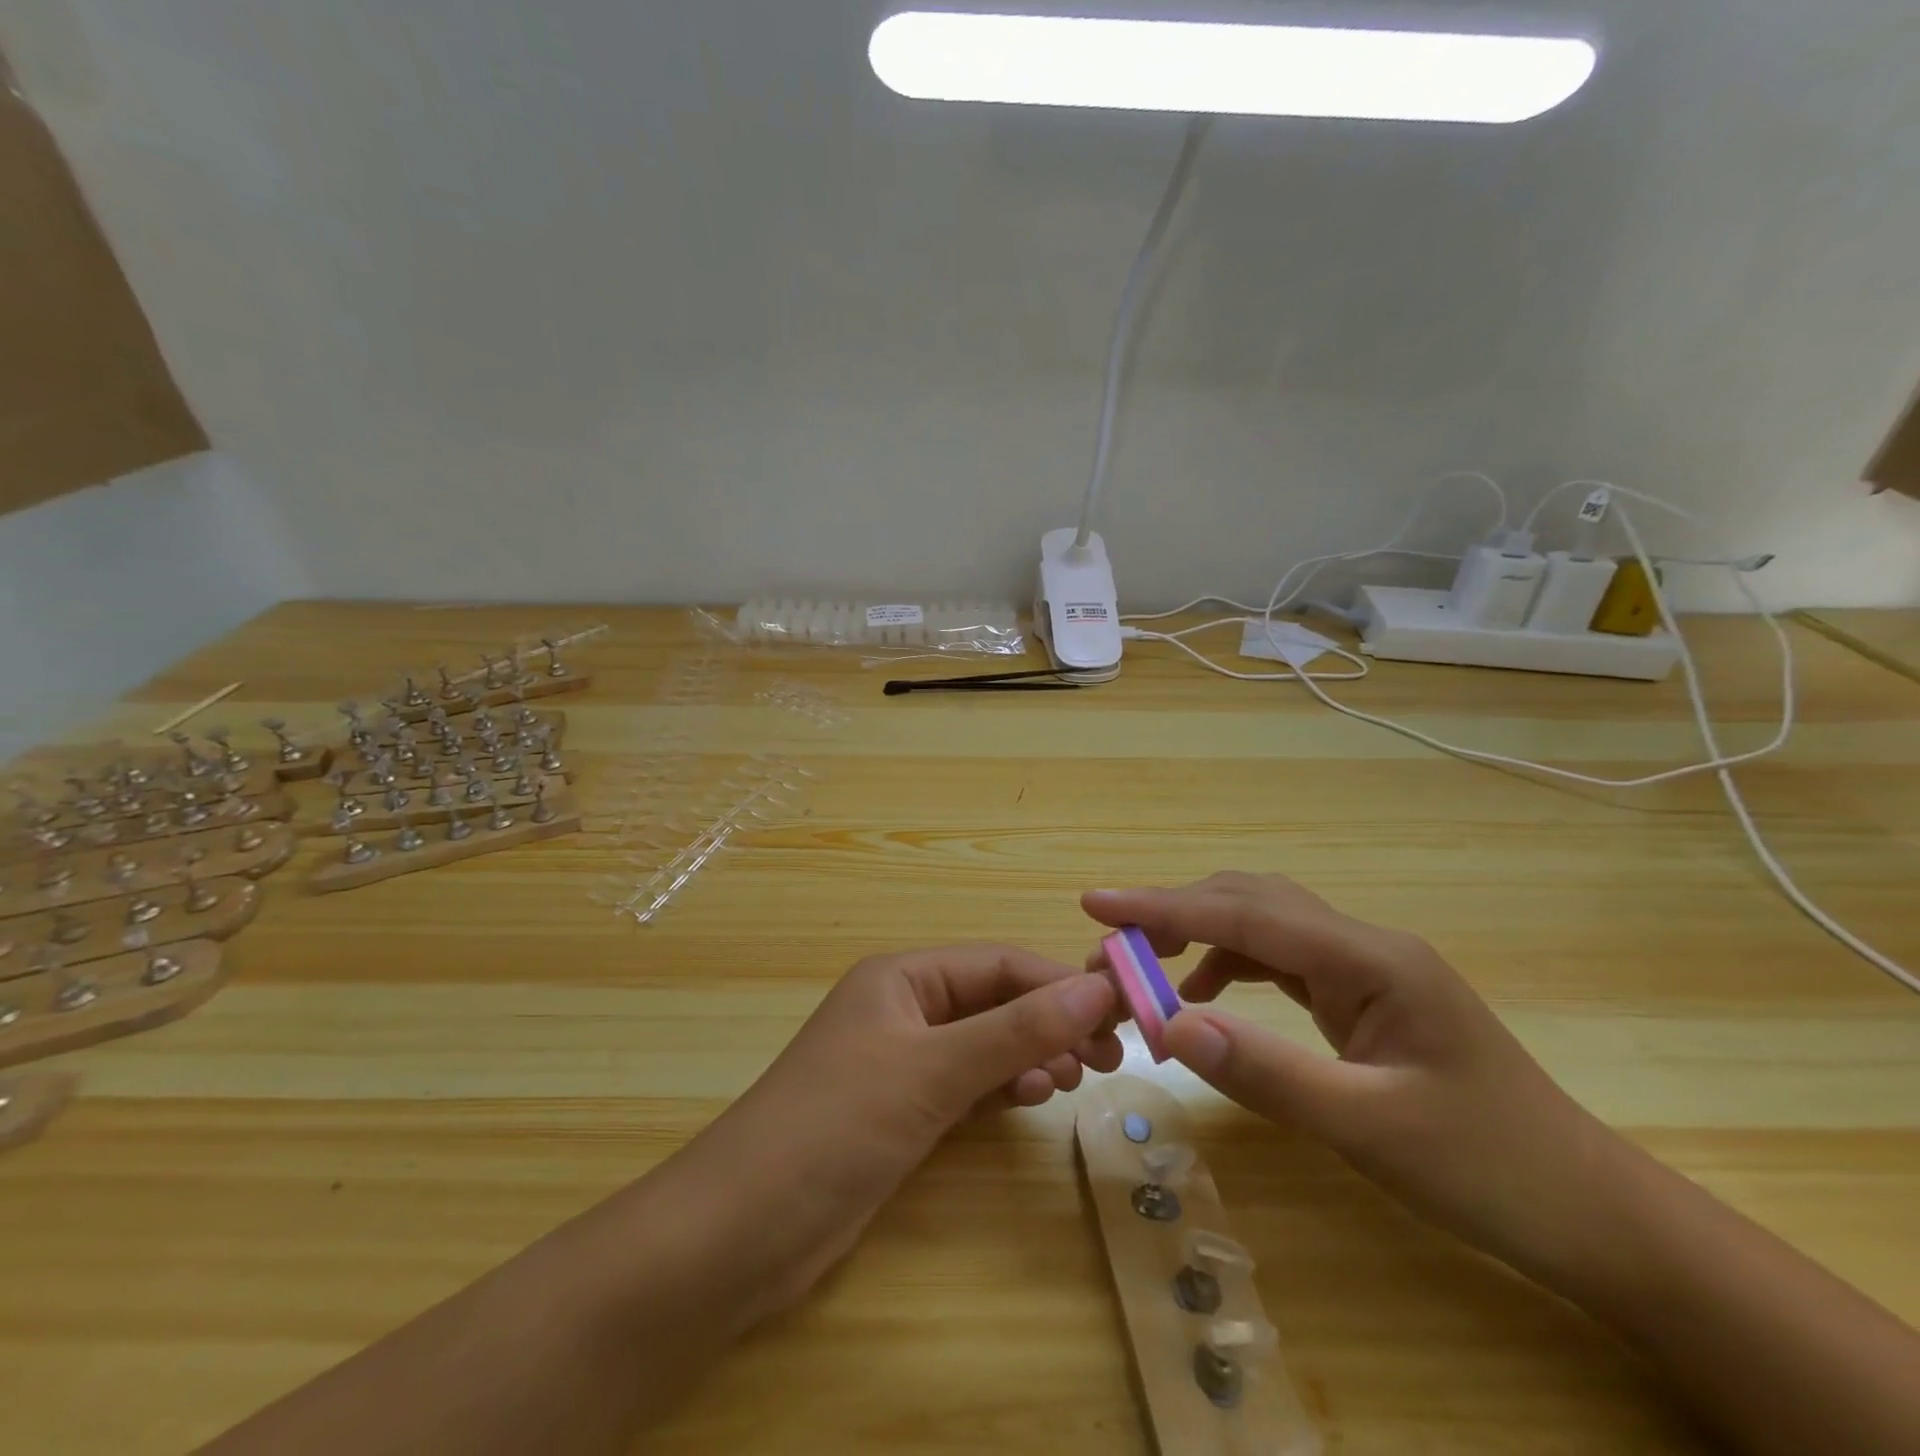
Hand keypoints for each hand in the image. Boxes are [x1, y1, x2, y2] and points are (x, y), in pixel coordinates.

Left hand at [677, 945, 1120, 1313]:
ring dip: (1027, 1054)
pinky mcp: (898, 1110)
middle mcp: (902, 1008)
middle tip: (1105, 1058)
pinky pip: (964, 1083)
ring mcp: (899, 1061)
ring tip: (1067, 1080)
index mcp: (902, 977)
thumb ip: (1015, 1030)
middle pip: (992, 1001)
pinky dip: (999, 1087)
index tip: (1118, 1013)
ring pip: (982, 1043)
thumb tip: (1097, 989)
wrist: (740, 1231)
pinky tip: (1024, 1101)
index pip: (997, 964)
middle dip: (1048, 1021)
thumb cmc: (837, 1126)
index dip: (1058, 983)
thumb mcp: (932, 1071)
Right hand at [1084, 874, 1631, 1283]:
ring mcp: (1363, 967)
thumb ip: (1267, 1071)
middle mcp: (1362, 945)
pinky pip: (1277, 960)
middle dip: (1173, 914)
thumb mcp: (1369, 1128)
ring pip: (1261, 924)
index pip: (1245, 912)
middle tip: (1109, 947)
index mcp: (1370, 958)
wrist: (1589, 1211)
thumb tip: (1169, 1023)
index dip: (1163, 905)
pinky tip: (1204, 998)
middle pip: (1249, 901)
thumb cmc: (1488, 1168)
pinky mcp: (1360, 994)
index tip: (1095, 902)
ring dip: (1198, 937)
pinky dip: (1228, 967)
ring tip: (1144, 970)